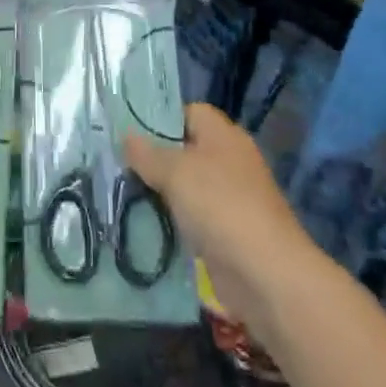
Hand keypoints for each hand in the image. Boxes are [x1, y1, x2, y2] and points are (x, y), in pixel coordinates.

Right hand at [125, 104, 319, 327]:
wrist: (265, 274)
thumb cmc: (220, 207)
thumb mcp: (175, 172)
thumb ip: (147, 153)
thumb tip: (126, 136)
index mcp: (223, 135)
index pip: (188, 112)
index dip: (160, 118)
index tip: (129, 132)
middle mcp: (230, 160)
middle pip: (186, 149)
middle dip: (155, 158)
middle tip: (120, 165)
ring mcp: (231, 198)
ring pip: (187, 186)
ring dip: (162, 193)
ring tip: (125, 194)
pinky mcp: (228, 231)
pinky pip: (193, 217)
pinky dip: (174, 221)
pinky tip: (146, 225)